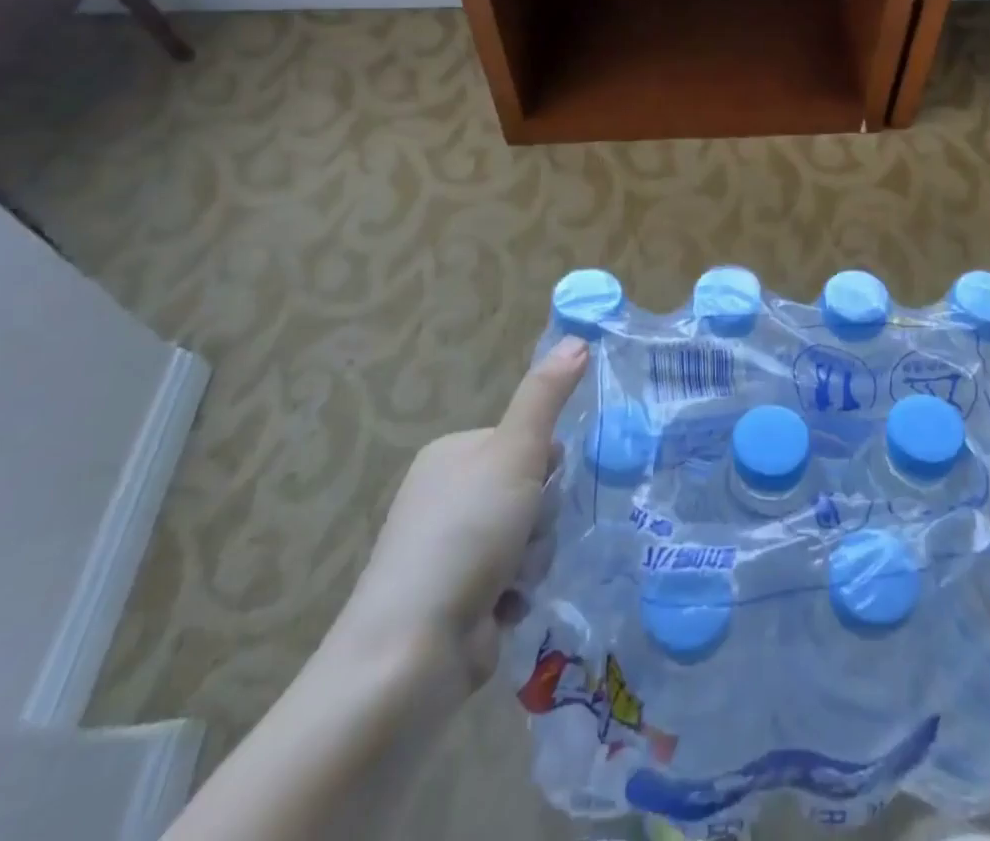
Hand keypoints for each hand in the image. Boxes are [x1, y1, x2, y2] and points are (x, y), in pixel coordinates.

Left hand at [325, 337, 589, 699]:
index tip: (539, 485)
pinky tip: (501, 611)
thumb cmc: (466, 533)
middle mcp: (448, 497)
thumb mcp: (514, 451)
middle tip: (522, 537)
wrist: (411, 651)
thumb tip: (577, 338)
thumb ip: (546, 395)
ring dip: (532, 560)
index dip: (544, 465)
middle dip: (539, 519)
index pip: (526, 442)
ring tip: (509, 582)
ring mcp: (451, 552)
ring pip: (529, 538)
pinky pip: (515, 581)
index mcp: (453, 455)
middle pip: (531, 492)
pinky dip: (515, 596)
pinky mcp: (458, 600)